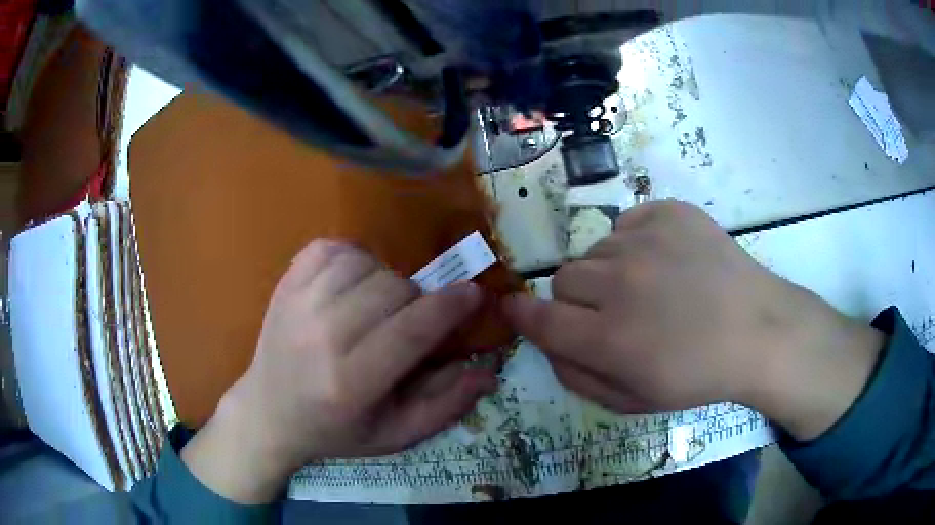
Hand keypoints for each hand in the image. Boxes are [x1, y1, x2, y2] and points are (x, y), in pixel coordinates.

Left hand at [182, 240, 496, 502]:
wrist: (269, 412)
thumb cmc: (335, 430)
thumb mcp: (394, 435)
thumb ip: (444, 406)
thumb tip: (488, 371)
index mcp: (350, 384)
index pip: (411, 331)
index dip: (450, 306)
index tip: (474, 294)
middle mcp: (320, 339)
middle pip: (392, 290)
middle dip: (417, 300)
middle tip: (410, 322)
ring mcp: (297, 305)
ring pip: (365, 264)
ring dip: (385, 280)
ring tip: (378, 306)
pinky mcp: (285, 284)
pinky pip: (332, 248)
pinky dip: (353, 259)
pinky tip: (352, 285)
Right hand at [505, 201, 883, 440]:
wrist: (757, 330)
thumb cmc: (697, 375)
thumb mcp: (633, 401)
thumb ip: (577, 378)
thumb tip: (546, 344)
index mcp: (609, 337)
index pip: (539, 317)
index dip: (523, 313)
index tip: (516, 309)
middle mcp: (620, 281)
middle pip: (564, 279)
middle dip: (578, 300)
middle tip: (614, 312)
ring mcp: (646, 238)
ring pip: (596, 250)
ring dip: (610, 271)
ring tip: (650, 287)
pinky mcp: (669, 211)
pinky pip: (627, 222)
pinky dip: (635, 242)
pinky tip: (666, 261)